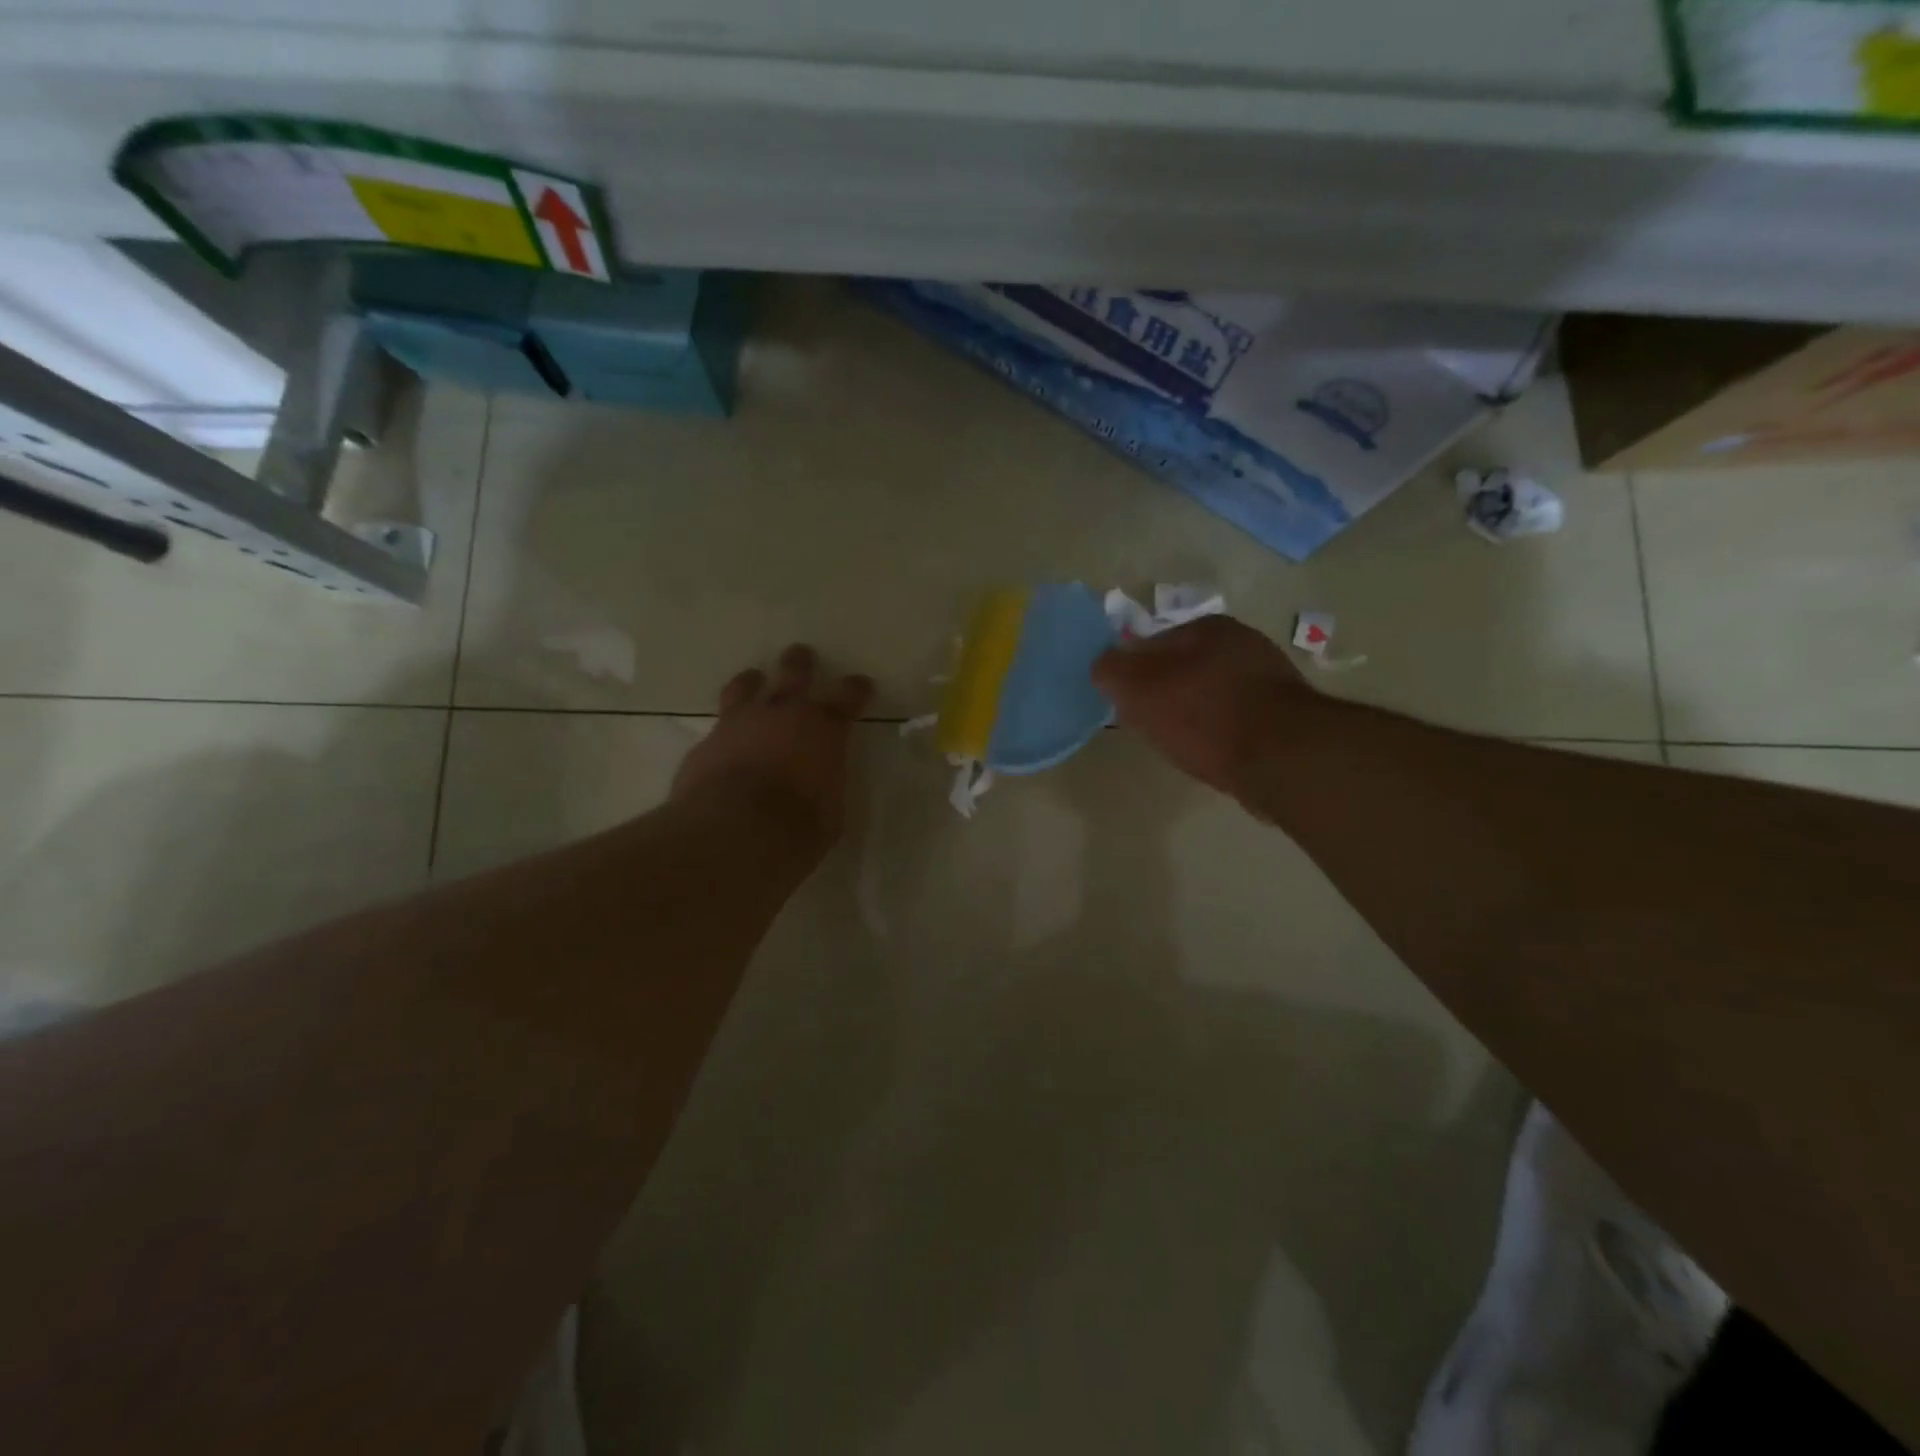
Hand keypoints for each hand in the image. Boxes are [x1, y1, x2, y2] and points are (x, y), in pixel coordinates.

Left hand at [672, 645, 873, 854]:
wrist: (734, 831)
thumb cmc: (799, 825)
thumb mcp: (831, 811)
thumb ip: (826, 786)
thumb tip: (820, 783)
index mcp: (824, 729)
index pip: (847, 697)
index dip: (856, 689)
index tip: (862, 683)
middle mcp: (782, 714)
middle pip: (793, 673)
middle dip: (800, 662)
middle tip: (801, 653)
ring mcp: (739, 724)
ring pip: (745, 688)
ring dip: (752, 681)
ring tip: (752, 678)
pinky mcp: (706, 744)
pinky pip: (717, 729)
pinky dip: (724, 732)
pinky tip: (722, 743)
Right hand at [1091, 616, 1313, 799]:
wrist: (1279, 758)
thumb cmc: (1202, 715)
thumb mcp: (1138, 688)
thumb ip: (1111, 670)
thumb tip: (1103, 666)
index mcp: (1207, 626)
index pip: (1152, 644)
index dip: (1132, 674)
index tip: (1126, 704)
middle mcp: (1243, 641)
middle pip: (1183, 667)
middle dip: (1165, 692)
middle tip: (1151, 725)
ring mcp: (1269, 676)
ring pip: (1212, 692)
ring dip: (1195, 713)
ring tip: (1184, 744)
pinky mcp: (1285, 713)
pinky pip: (1237, 716)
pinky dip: (1221, 731)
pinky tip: (1216, 753)